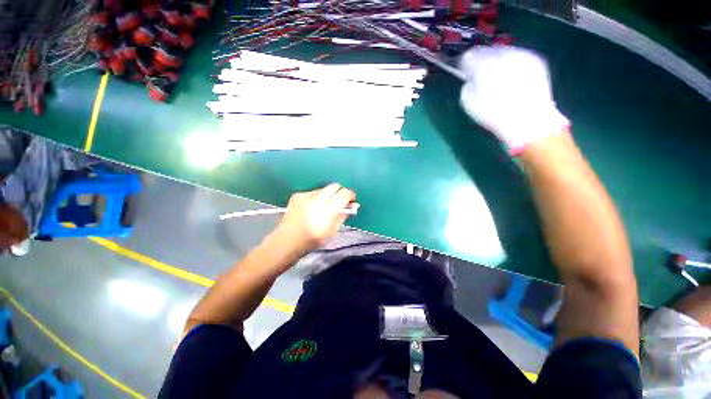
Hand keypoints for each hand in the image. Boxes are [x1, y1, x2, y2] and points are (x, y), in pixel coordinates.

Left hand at [274, 183, 357, 253]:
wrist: (288, 240)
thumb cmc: (313, 239)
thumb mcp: (333, 230)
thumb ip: (343, 215)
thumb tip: (352, 205)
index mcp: (328, 210)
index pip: (344, 194)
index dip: (350, 195)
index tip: (351, 200)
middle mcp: (317, 199)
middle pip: (334, 186)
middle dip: (339, 192)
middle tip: (339, 202)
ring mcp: (306, 195)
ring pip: (323, 189)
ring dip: (327, 195)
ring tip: (323, 207)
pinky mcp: (298, 195)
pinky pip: (312, 192)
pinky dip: (315, 198)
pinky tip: (311, 208)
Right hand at [459, 46, 568, 153]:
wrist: (529, 119)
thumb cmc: (493, 114)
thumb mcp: (468, 103)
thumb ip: (467, 85)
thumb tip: (471, 78)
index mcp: (483, 65)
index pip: (469, 56)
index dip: (465, 65)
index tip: (466, 74)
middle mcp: (503, 53)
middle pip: (487, 50)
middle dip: (482, 60)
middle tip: (480, 75)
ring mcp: (521, 54)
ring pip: (503, 51)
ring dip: (497, 61)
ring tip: (497, 77)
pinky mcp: (535, 59)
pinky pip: (517, 56)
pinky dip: (511, 64)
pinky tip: (512, 78)